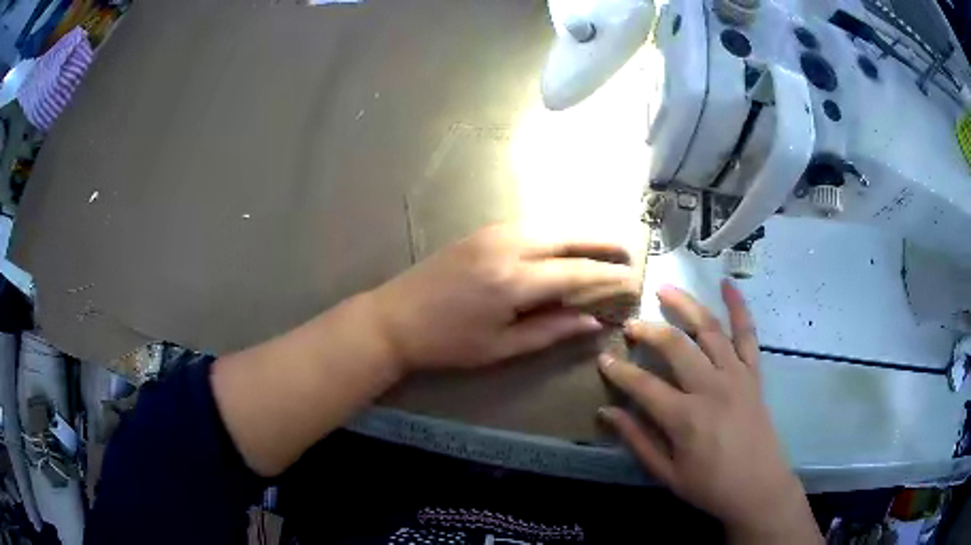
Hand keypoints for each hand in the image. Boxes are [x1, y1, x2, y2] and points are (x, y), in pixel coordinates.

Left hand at [365, 224, 638, 370]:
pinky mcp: (481, 231)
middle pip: (568, 236)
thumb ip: (550, 331)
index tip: (633, 278)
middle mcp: (508, 246)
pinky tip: (564, 244)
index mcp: (513, 281)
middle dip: (602, 241)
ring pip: (549, 226)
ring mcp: (492, 233)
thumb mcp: (501, 347)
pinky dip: (555, 233)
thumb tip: (592, 322)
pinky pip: (530, 226)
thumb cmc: (446, 342)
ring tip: (603, 246)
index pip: (577, 272)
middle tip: (628, 250)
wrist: (393, 318)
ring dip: (579, 234)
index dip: (608, 276)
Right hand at [598, 281, 820, 543]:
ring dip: (685, 305)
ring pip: (708, 329)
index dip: (619, 371)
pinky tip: (727, 284)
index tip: (603, 359)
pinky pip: (747, 334)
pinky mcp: (753, 374)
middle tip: (630, 325)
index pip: (643, 385)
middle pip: (675, 346)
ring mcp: (736, 375)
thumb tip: (607, 411)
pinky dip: (739, 307)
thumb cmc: (710, 486)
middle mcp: (711, 387)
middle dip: (648, 331)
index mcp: (686, 417)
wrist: (758, 487)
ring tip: (665, 289)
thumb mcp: (666, 473)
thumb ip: (637, 440)